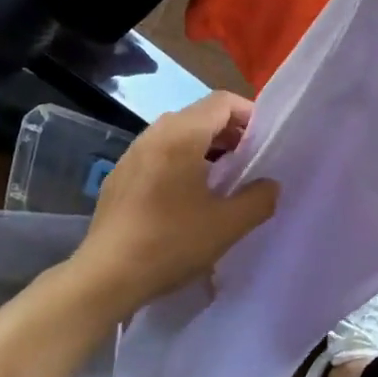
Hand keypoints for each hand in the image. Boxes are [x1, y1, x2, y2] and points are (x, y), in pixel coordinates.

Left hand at [74, 92, 278, 313]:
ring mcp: (132, 154)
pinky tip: (186, 197)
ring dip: (204, 147)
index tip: (264, 141)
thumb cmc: (171, 243)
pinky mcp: (119, 176)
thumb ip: (259, 199)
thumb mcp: (227, 225)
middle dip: (228, 131)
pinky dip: (179, 161)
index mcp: (181, 135)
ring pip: (176, 134)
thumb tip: (270, 185)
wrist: (107, 275)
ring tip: (221, 178)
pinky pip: (157, 154)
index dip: (249, 114)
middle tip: (249, 160)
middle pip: (199, 114)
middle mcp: (154, 134)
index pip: (222, 101)